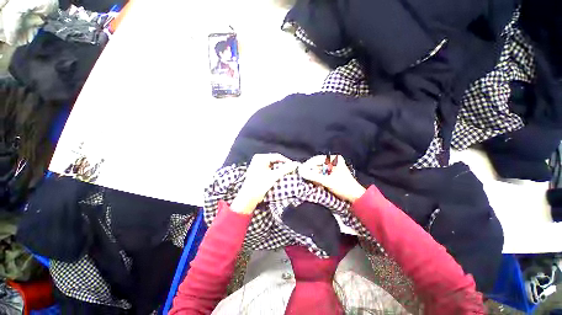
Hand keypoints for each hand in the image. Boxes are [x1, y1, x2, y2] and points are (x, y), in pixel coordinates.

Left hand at [230, 153, 298, 213]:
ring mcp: (259, 166)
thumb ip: (285, 169)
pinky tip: (281, 176)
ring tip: (288, 173)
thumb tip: (295, 164)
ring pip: (273, 165)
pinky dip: (276, 172)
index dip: (287, 161)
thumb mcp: (274, 176)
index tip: (295, 166)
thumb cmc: (260, 185)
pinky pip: (270, 169)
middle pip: (275, 160)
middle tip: (292, 169)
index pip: (277, 156)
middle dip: (283, 165)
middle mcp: (259, 160)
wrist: (248, 198)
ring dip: (280, 169)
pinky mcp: (259, 172)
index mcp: (261, 158)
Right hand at [299, 155, 365, 202]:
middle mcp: (334, 161)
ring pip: (319, 170)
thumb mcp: (327, 181)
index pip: (317, 159)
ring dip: (314, 175)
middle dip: (311, 171)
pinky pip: (322, 174)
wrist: (356, 197)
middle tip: (304, 176)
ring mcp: (333, 168)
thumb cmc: (343, 186)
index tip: (301, 170)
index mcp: (335, 159)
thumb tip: (301, 172)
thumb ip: (314, 176)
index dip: (308, 164)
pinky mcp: (332, 174)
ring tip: (309, 180)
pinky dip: (318, 178)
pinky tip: (315, 183)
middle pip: (318, 164)